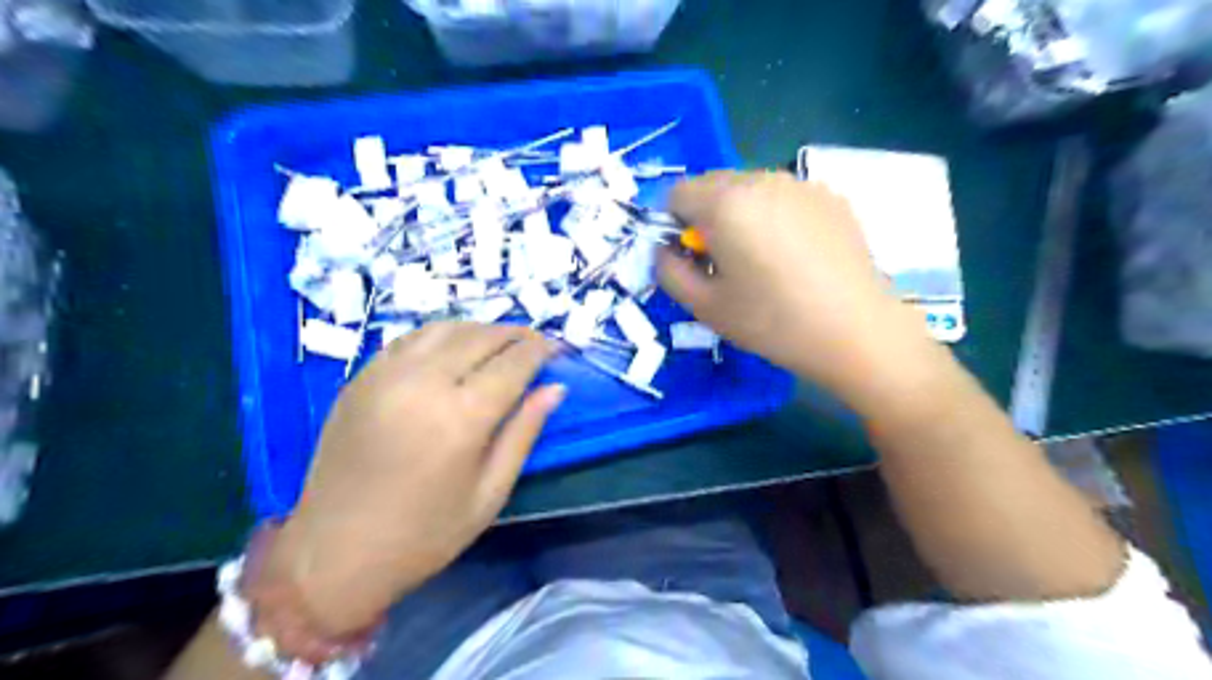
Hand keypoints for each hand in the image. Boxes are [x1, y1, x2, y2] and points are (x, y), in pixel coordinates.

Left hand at [253, 325, 563, 642]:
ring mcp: (386, 375)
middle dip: (516, 334)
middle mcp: (423, 383)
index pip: (513, 363)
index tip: (560, 347)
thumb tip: (554, 388)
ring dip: (480, 329)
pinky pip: (411, 339)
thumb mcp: (490, 493)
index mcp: (461, 417)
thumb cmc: (424, 535)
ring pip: (446, 329)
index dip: (542, 350)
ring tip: (500, 344)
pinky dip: (443, 335)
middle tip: (536, 343)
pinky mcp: (361, 378)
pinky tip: (455, 349)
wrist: (333, 554)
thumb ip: (524, 432)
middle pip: (481, 336)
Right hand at [663, 169, 935, 402]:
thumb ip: (668, 271)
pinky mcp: (830, 196)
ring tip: (764, 261)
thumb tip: (666, 249)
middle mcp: (761, 179)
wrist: (856, 331)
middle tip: (727, 263)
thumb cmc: (773, 322)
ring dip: (741, 215)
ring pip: (749, 189)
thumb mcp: (704, 307)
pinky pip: (783, 197)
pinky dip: (775, 216)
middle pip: (713, 185)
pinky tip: (796, 256)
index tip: (693, 258)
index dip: (674, 225)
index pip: (677, 193)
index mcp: (725, 203)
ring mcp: (800, 184)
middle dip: (707, 218)